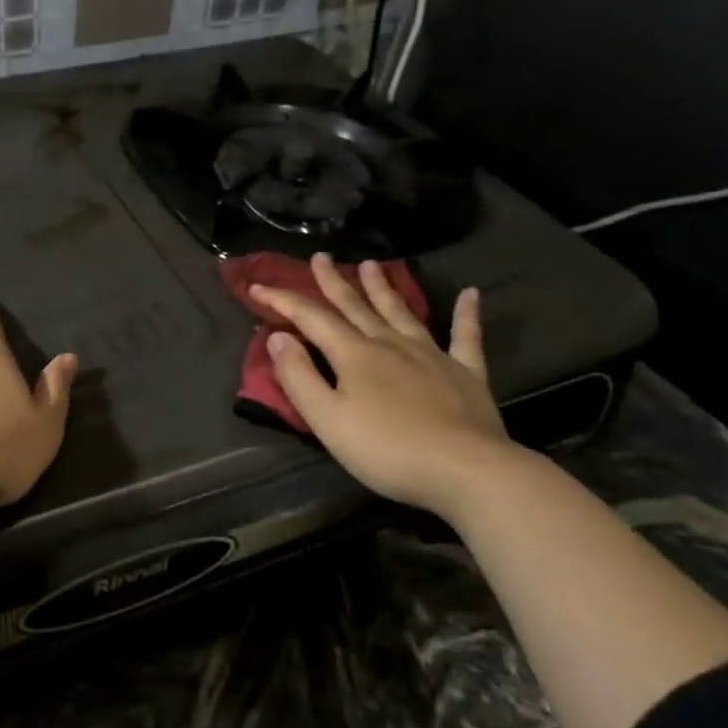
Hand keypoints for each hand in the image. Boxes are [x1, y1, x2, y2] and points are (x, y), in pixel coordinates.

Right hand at [251, 254, 512, 514]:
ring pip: (401, 312)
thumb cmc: (386, 448)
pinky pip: (466, 337)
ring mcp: (432, 355)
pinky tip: (470, 294)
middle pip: (356, 306)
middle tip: (320, 257)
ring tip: (371, 264)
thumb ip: (298, 377)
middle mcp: (391, 344)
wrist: (465, 470)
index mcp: (354, 354)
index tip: (257, 286)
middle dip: (333, 282)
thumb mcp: (327, 419)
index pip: (311, 318)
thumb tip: (278, 337)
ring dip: (383, 288)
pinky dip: (466, 314)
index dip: (283, 300)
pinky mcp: (466, 373)